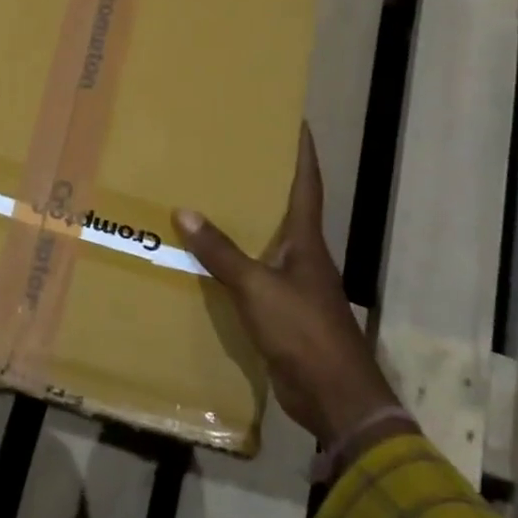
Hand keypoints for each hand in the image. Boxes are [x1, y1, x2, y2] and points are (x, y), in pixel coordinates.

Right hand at [173, 124, 400, 443]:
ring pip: (266, 244)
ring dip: (244, 225)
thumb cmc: (303, 330)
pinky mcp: (281, 313)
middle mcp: (303, 257)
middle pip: (285, 210)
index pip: (307, 185)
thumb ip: (221, 252)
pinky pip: (253, 277)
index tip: (296, 122)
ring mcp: (294, 286)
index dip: (302, 153)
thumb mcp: (257, 287)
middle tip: (232, 156)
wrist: (333, 396)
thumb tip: (184, 211)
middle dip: (264, 183)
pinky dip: (233, 264)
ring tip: (211, 200)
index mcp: (307, 241)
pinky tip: (208, 260)